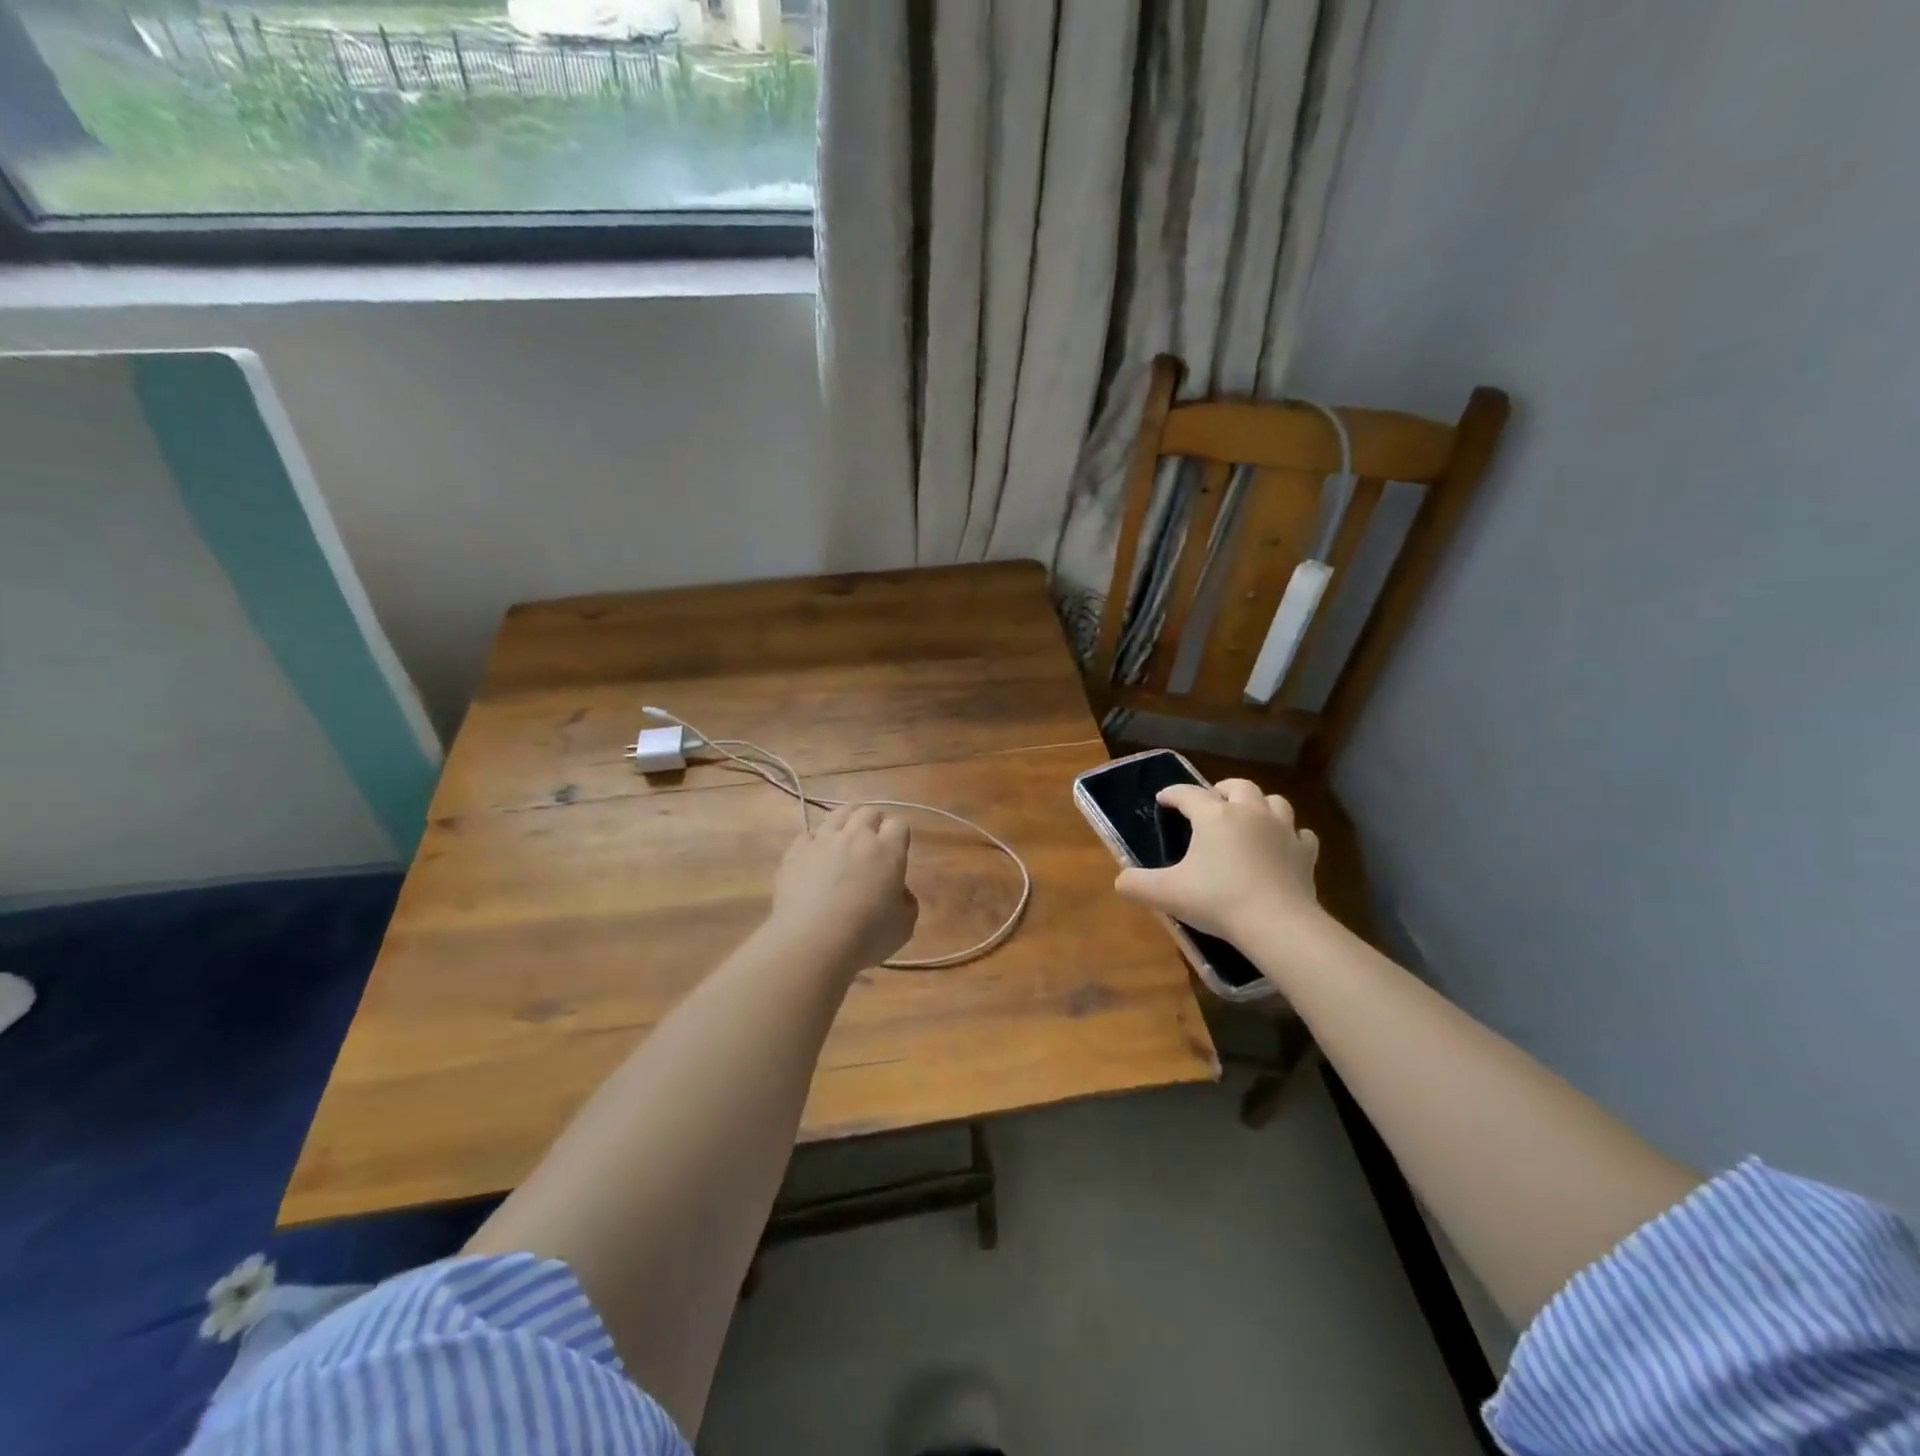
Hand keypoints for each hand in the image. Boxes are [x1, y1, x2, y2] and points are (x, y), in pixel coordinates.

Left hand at [769, 804, 918, 973]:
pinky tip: (815, 856)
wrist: (812, 942)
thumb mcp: (903, 927)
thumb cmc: (865, 937)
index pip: (899, 824)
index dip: (898, 835)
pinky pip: (808, 834)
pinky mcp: (795, 852)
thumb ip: (906, 903)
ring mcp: (822, 840)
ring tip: (844, 838)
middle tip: (872, 841)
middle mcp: (856, 836)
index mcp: (888, 851)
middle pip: (868, 811)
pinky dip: (815, 841)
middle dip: (873, 822)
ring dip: (845, 822)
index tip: (896, 849)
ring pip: (837, 814)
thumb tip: (900, 893)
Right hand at [1114, 779, 1321, 943]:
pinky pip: (1300, 834)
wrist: (1277, 924)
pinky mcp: (1305, 854)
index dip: (1172, 794)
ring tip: (1247, 819)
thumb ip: (1136, 884)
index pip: (1187, 793)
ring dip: (1258, 805)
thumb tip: (1120, 881)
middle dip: (1221, 790)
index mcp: (1214, 816)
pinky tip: (1281, 846)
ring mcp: (1282, 831)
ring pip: (1274, 802)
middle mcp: (1249, 812)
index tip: (1163, 800)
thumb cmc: (1217, 900)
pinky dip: (1289, 836)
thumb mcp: (1166, 894)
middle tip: (1210, 805)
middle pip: (1237, 786)